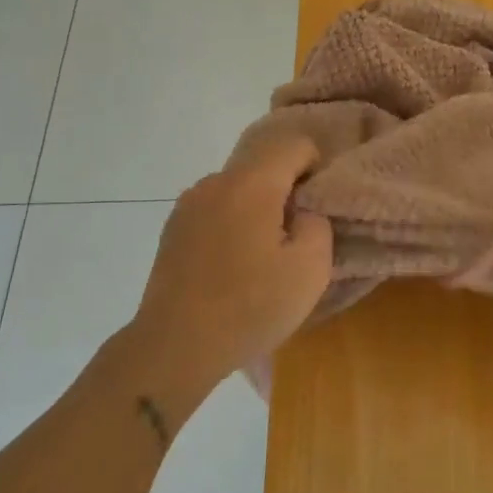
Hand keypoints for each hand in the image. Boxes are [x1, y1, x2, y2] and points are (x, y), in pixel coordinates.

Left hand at [130, 137, 332, 386]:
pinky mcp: (173, 228)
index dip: (316, 168)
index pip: (295, 145)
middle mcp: (216, 181)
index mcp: (252, 184)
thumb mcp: (310, 270)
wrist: (174, 347)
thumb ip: (318, 225)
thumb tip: (302, 213)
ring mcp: (189, 203)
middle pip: (264, 163)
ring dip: (258, 206)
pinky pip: (216, 207)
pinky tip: (232, 263)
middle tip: (296, 234)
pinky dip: (233, 222)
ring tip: (263, 253)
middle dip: (287, 188)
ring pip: (239, 186)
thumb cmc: (249, 308)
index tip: (318, 208)